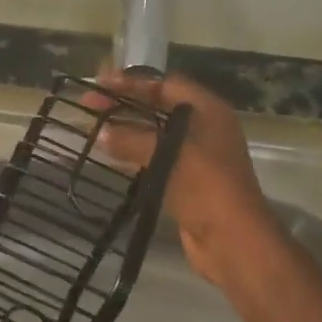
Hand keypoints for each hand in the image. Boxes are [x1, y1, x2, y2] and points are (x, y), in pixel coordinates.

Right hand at [90, 68, 282, 291]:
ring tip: (93, 128)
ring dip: (125, 129)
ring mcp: (195, 156)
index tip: (100, 84)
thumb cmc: (206, 186)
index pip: (165, 84)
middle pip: (158, 107)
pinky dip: (133, 153)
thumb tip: (101, 133)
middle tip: (88, 104)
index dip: (132, 82)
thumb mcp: (167, 154)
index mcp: (207, 111)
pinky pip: (155, 158)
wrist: (233, 240)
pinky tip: (110, 155)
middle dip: (124, 104)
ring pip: (154, 134)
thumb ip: (131, 139)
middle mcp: (203, 128)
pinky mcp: (185, 181)